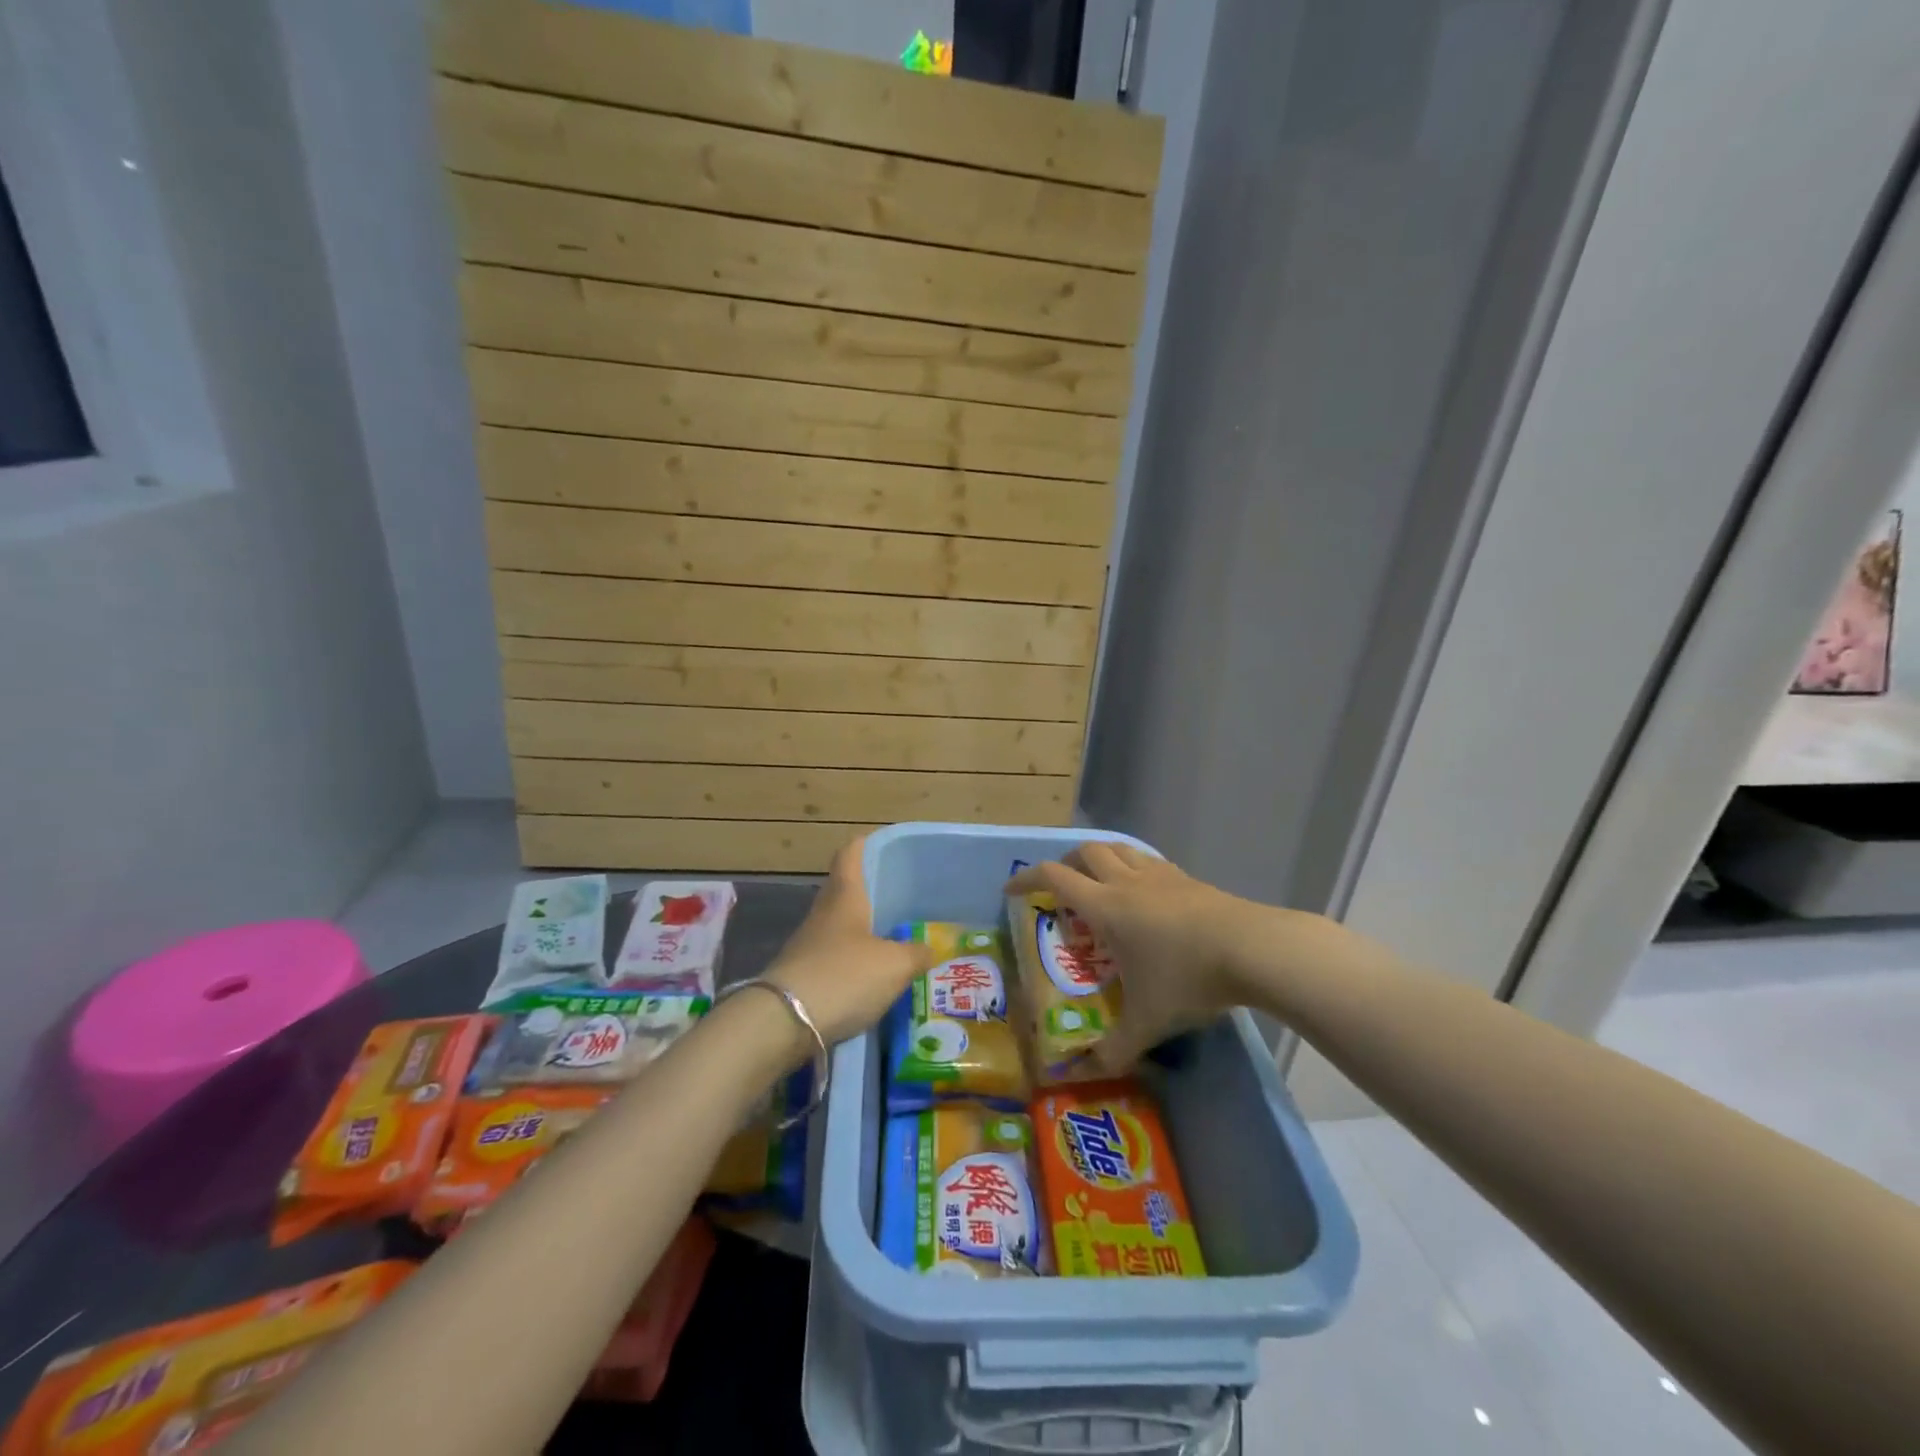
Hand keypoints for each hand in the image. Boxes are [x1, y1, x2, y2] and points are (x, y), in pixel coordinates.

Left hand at [765, 837, 936, 1045]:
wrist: (783, 1023)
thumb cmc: (844, 976)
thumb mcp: (894, 965)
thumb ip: (917, 954)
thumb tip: (932, 948)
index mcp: (844, 897)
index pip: (849, 856)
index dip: (862, 845)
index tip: (877, 841)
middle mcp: (823, 914)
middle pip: (842, 891)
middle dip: (867, 891)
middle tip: (897, 895)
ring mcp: (807, 945)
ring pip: (838, 927)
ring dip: (860, 930)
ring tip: (891, 938)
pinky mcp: (801, 976)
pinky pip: (832, 958)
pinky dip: (851, 961)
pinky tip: (869, 976)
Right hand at [1007, 844, 1274, 1071]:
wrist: (1251, 948)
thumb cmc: (1187, 977)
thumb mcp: (1148, 1021)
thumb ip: (1115, 1049)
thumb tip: (1088, 1073)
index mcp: (1105, 906)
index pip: (1054, 877)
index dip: (1027, 878)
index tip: (1011, 890)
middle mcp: (1127, 882)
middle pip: (1086, 852)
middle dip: (1065, 863)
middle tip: (1060, 888)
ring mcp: (1160, 875)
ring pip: (1119, 848)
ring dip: (1101, 858)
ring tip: (1099, 883)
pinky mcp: (1188, 878)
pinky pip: (1149, 861)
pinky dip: (1134, 868)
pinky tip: (1145, 894)